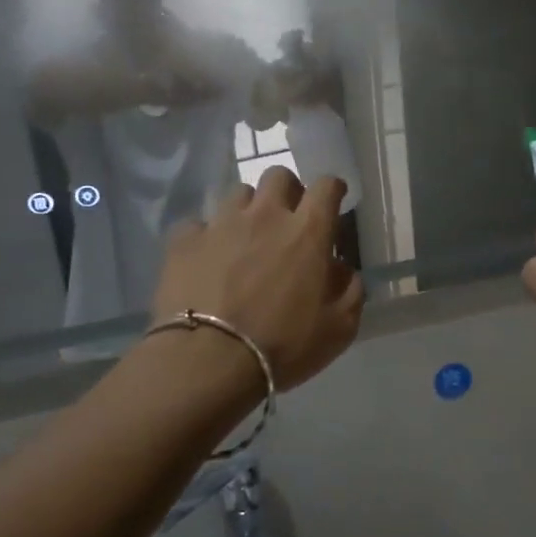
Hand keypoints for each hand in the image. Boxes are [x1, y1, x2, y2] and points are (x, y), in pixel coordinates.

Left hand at [152, 167, 364, 390]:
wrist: (208, 360)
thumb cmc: (282, 346)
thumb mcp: (339, 329)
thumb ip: (350, 291)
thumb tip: (343, 270)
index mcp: (307, 232)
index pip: (327, 186)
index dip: (333, 190)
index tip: (333, 201)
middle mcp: (265, 215)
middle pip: (279, 176)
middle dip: (288, 191)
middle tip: (288, 219)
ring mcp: (221, 224)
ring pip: (238, 194)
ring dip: (248, 211)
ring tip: (246, 239)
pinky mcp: (184, 240)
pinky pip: (199, 224)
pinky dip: (207, 237)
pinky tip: (207, 259)